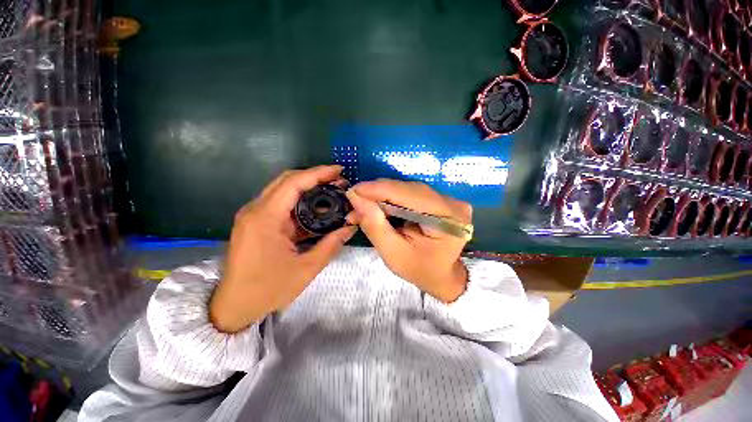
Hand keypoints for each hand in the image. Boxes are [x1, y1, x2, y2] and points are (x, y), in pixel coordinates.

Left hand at [210, 166, 357, 332]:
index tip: (339, 170)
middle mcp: (256, 210)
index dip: (318, 173)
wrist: (233, 306)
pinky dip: (299, 203)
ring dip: (308, 189)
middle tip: (338, 181)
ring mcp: (254, 215)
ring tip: (331, 193)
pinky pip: (280, 205)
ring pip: (283, 191)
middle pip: (287, 181)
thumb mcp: (306, 269)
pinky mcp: (256, 222)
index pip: (293, 183)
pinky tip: (316, 210)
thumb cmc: (267, 289)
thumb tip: (351, 227)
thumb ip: (331, 244)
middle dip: (314, 177)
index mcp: (265, 218)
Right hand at [346, 180, 471, 302]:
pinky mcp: (439, 199)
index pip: (409, 195)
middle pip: (407, 189)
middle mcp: (451, 202)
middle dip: (377, 193)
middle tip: (355, 201)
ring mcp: (447, 199)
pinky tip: (378, 205)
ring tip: (363, 205)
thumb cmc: (420, 270)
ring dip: (382, 195)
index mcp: (447, 218)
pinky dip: (391, 198)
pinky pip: (410, 193)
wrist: (442, 275)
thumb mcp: (393, 254)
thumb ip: (375, 225)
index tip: (352, 191)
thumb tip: (355, 197)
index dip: (378, 189)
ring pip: (407, 189)